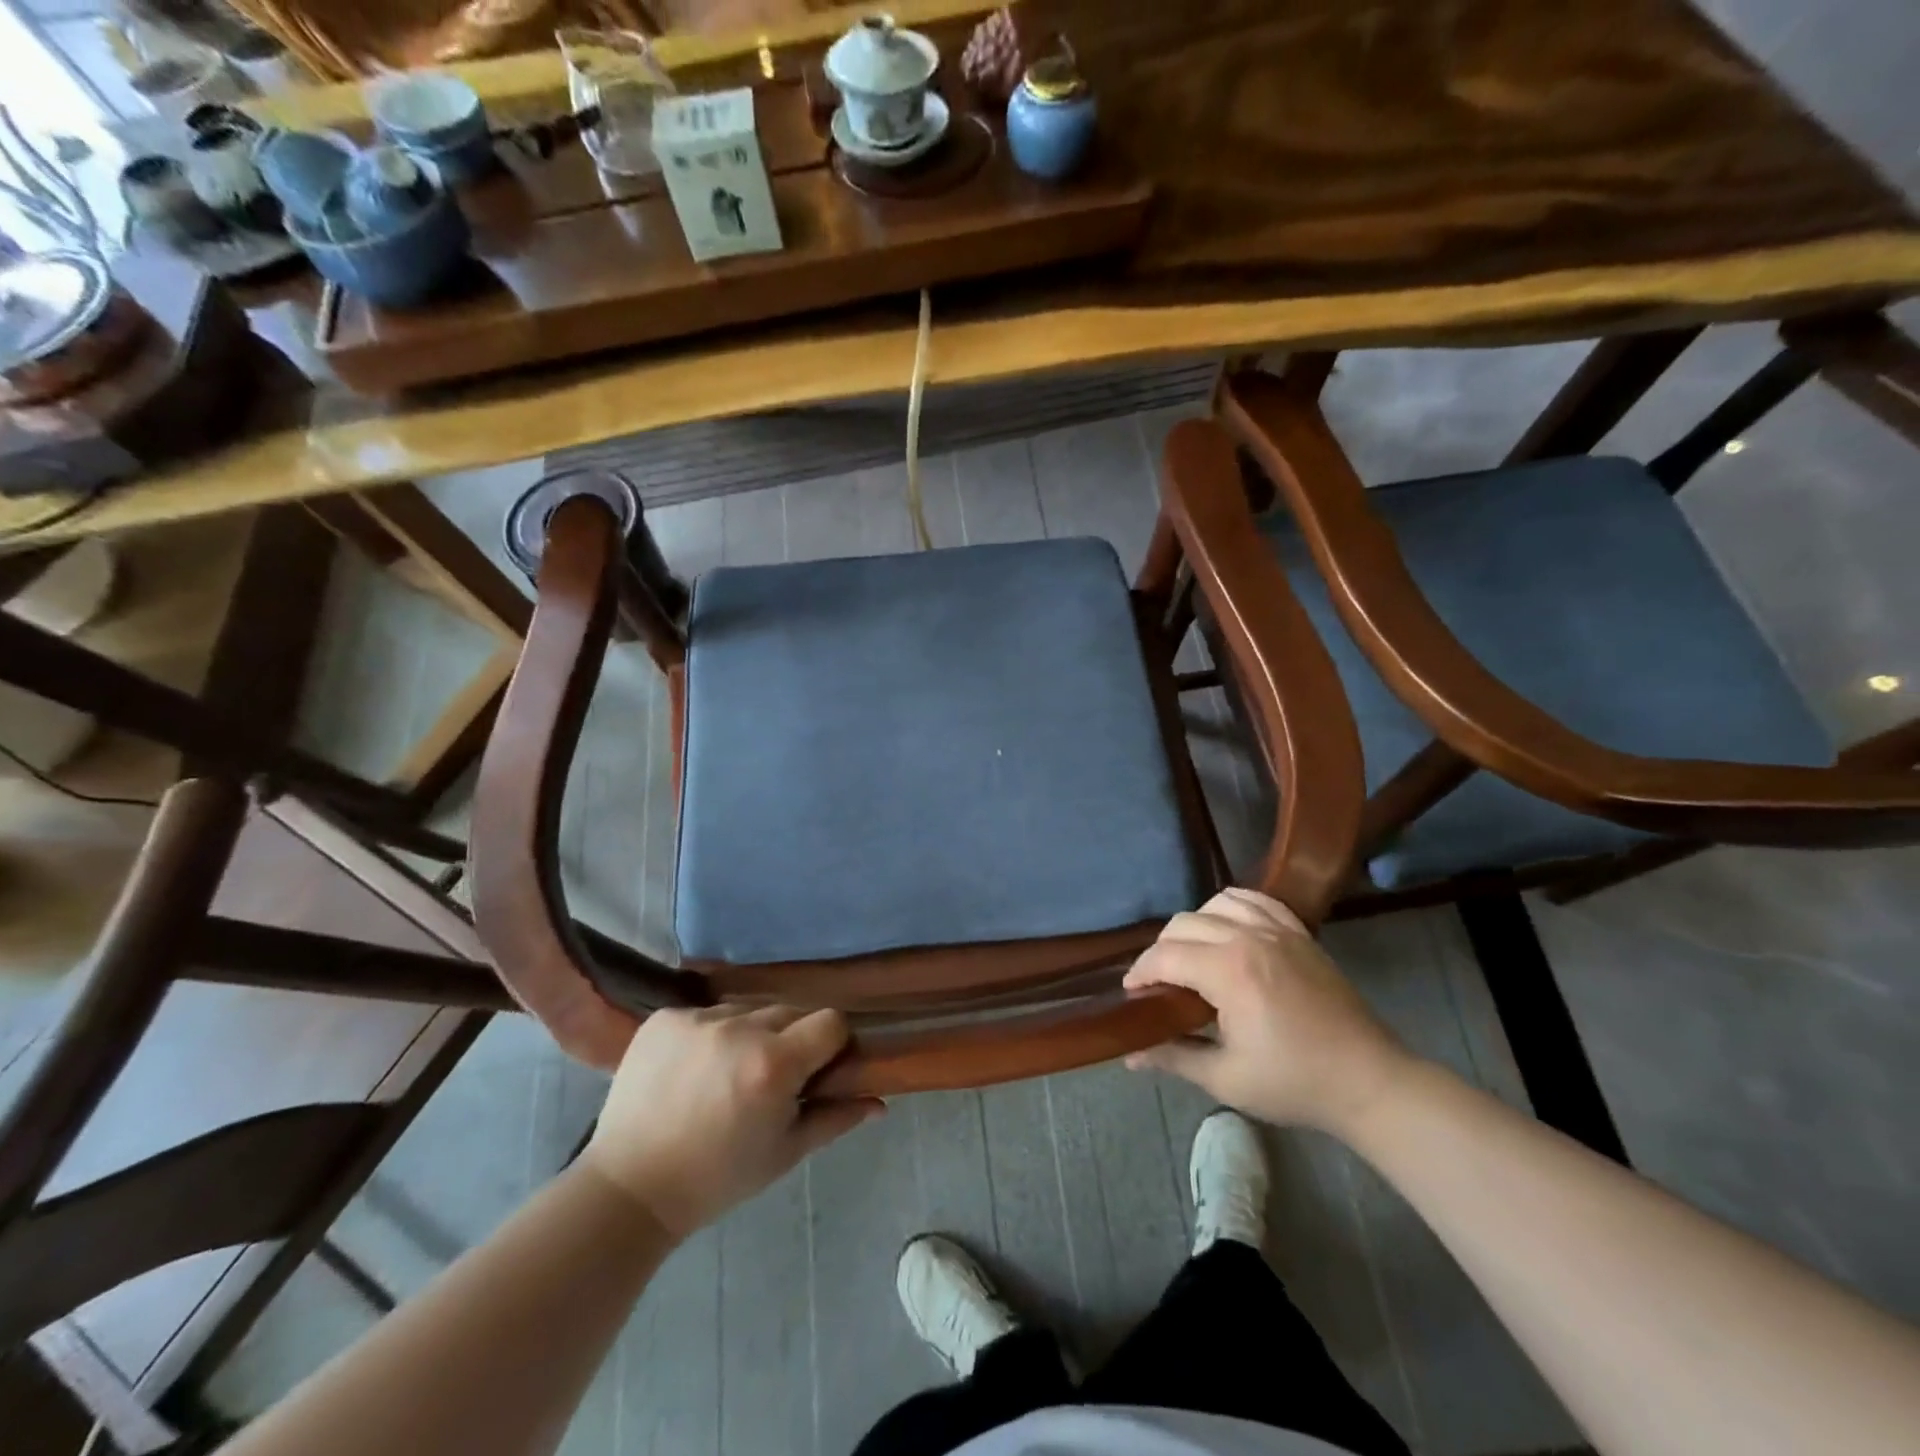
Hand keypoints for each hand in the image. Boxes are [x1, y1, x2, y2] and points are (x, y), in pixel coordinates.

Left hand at [583, 1005, 881, 1236]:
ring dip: (750, 1034)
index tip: (818, 1070)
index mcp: (774, 1064)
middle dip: (790, 1040)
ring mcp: (698, 1019)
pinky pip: (707, 1013)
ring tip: (727, 1075)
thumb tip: (880, 1103)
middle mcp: (739, 1029)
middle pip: (790, 1012)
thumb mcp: (784, 1153)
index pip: (831, 1022)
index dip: (831, 1045)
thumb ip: (836, 1119)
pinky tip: (693, 1069)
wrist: (629, 1188)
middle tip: (771, 1080)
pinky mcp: (665, 1017)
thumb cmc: (717, 1178)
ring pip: (748, 1011)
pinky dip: (709, 1035)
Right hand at [1123, 888, 1413, 1133]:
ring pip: (1214, 905)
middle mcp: (1249, 938)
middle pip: (1183, 925)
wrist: (1369, 1081)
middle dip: (1161, 952)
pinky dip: (1230, 906)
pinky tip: (1226, 929)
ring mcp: (1278, 930)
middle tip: (1160, 985)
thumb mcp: (1226, 1079)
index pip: (1164, 956)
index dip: (1140, 973)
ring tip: (1193, 958)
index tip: (1132, 995)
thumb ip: (1173, 1057)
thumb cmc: (1295, 1083)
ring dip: (1193, 927)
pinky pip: (1254, 899)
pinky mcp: (1299, 932)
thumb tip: (1129, 1054)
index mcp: (1229, 972)